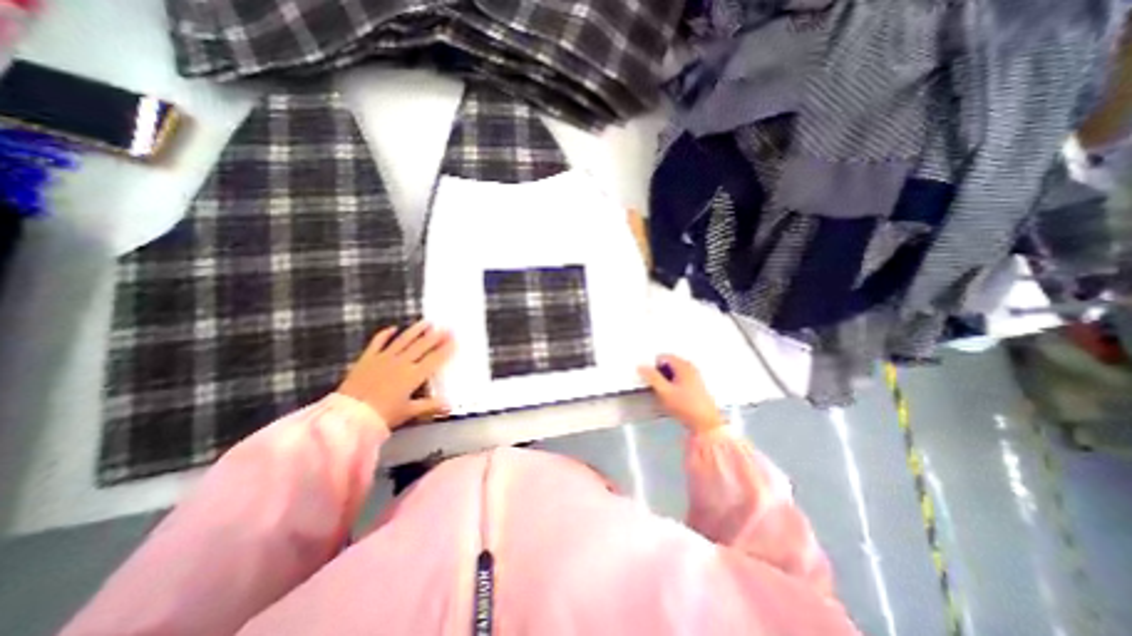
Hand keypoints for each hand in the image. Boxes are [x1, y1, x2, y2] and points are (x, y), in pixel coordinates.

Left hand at [334, 321, 454, 430]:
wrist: (348, 416)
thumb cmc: (382, 415)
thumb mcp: (408, 412)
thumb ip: (430, 406)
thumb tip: (449, 405)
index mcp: (414, 375)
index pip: (435, 359)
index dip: (446, 349)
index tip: (455, 340)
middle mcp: (402, 362)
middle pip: (422, 345)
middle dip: (436, 336)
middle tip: (446, 327)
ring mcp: (384, 358)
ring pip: (404, 339)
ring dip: (417, 330)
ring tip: (427, 322)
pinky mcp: (368, 358)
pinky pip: (378, 342)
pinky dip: (385, 334)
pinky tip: (393, 328)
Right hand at [637, 356, 723, 433]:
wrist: (706, 424)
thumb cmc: (687, 407)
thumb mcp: (664, 391)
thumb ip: (652, 377)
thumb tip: (642, 367)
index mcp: (683, 365)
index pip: (663, 356)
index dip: (654, 366)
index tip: (652, 378)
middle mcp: (691, 368)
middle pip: (669, 364)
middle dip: (660, 373)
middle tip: (658, 387)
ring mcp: (695, 377)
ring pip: (675, 373)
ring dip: (667, 380)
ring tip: (666, 394)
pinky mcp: (697, 386)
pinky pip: (681, 380)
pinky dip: (674, 385)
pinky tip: (675, 398)